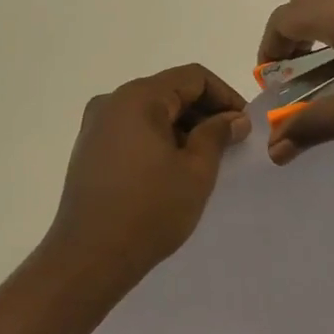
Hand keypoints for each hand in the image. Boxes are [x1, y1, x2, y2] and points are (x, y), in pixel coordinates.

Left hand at [42, 64, 250, 290]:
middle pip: (169, 91)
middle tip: (230, 144)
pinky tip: (172, 169)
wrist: (89, 257)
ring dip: (181, 127)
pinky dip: (157, 139)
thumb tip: (233, 118)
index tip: (244, 125)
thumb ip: (216, 135)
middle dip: (203, 112)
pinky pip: (132, 129)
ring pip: (150, 111)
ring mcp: (96, 125)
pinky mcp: (89, 148)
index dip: (224, 95)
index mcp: (138, 97)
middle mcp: (112, 101)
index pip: (192, 77)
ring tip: (204, 160)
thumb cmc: (149, 210)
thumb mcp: (196, 171)